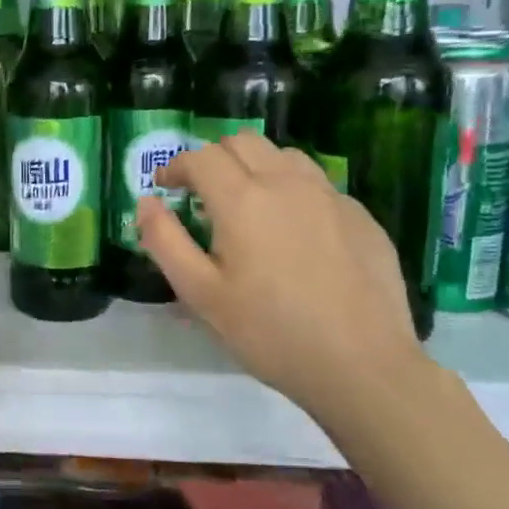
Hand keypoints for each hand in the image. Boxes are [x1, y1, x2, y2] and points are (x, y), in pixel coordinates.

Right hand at [139, 132, 423, 417]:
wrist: (362, 366)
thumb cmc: (268, 332)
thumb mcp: (199, 293)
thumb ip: (165, 240)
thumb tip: (146, 202)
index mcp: (242, 200)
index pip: (201, 157)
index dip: (175, 167)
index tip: (166, 189)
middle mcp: (287, 184)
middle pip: (243, 142)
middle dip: (214, 159)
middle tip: (202, 194)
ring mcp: (330, 196)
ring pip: (284, 156)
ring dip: (255, 167)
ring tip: (247, 205)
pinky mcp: (361, 216)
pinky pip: (317, 184)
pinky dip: (292, 190)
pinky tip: (293, 232)